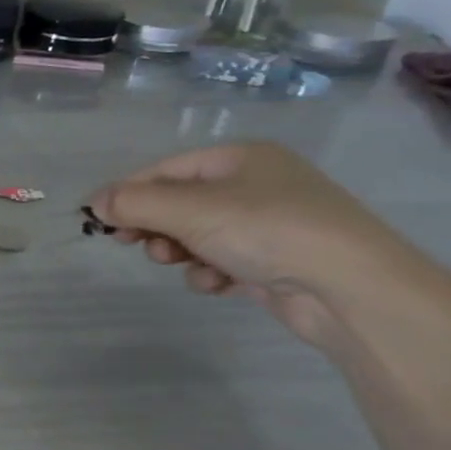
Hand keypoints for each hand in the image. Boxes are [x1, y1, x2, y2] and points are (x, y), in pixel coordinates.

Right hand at [86, 142, 404, 348]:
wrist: (356, 291)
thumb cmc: (267, 231)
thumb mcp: (188, 210)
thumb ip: (132, 203)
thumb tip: (94, 203)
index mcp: (240, 158)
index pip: (164, 170)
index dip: (129, 193)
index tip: (102, 221)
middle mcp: (257, 185)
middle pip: (179, 203)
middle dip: (155, 226)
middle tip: (133, 243)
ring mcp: (271, 225)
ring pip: (198, 234)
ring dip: (180, 252)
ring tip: (180, 265)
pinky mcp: (278, 262)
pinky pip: (224, 260)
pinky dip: (211, 272)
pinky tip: (217, 283)